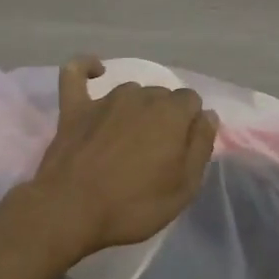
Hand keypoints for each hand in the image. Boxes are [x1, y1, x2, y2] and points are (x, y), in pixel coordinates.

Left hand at [22, 57, 218, 257]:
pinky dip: (86, 67)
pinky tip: (95, 71)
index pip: (192, 101)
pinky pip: (76, 74)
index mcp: (172, 113)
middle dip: (164, 117)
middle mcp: (141, 96)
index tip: (183, 150)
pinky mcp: (74, 108)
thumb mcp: (185, 187)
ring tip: (129, 139)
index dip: (190, 124)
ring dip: (136, 108)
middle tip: (156, 152)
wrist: (70, 211)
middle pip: (162, 96)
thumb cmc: (134, 204)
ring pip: (131, 92)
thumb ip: (201, 146)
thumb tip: (207, 115)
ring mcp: (105, 100)